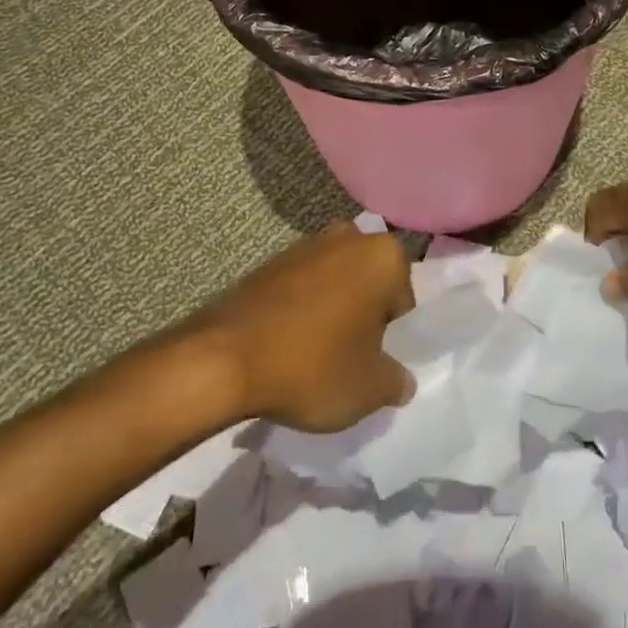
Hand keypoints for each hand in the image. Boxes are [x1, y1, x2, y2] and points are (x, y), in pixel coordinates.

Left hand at [185, 222, 416, 431]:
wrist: (223, 359)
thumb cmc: (312, 366)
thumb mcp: (369, 389)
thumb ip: (396, 381)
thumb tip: (400, 380)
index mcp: (384, 256)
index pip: (404, 300)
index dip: (392, 336)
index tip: (372, 362)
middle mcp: (349, 238)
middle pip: (370, 284)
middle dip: (364, 314)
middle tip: (349, 357)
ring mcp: (306, 244)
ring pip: (336, 282)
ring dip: (332, 310)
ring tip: (315, 355)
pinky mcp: (270, 261)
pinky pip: (301, 287)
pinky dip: (301, 310)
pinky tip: (287, 345)